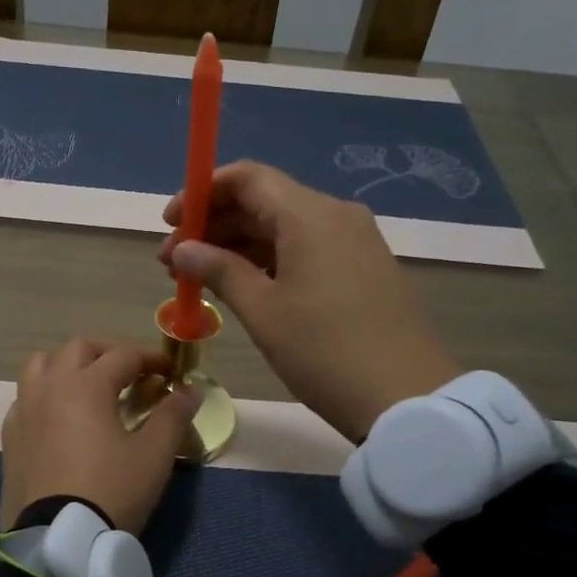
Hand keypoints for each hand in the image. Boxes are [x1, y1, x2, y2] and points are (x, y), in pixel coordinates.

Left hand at [0, 339, 202, 533]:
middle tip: (131, 374)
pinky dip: (45, 394)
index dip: (151, 359)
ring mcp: (24, 410)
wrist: (58, 539)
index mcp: (86, 385)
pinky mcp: (10, 437)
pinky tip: (59, 416)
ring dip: (69, 365)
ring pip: (41, 366)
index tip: (171, 372)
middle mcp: (50, 387)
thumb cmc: (111, 491)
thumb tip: (191, 389)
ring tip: (89, 385)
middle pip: (78, 349)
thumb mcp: (154, 455)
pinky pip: (25, 398)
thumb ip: (173, 415)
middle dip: (108, 353)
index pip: (123, 355)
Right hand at [161, 161, 461, 442]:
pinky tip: (243, 287)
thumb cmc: (324, 351)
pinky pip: (306, 248)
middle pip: (263, 201)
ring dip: (238, 246)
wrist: (407, 399)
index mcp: (310, 215)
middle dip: (214, 226)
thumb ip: (219, 270)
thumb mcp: (263, 311)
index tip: (170, 223)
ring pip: (284, 227)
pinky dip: (269, 260)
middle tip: (173, 262)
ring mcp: (355, 241)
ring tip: (198, 279)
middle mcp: (335, 215)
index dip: (202, 193)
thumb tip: (183, 249)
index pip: (247, 177)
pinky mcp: (364, 268)